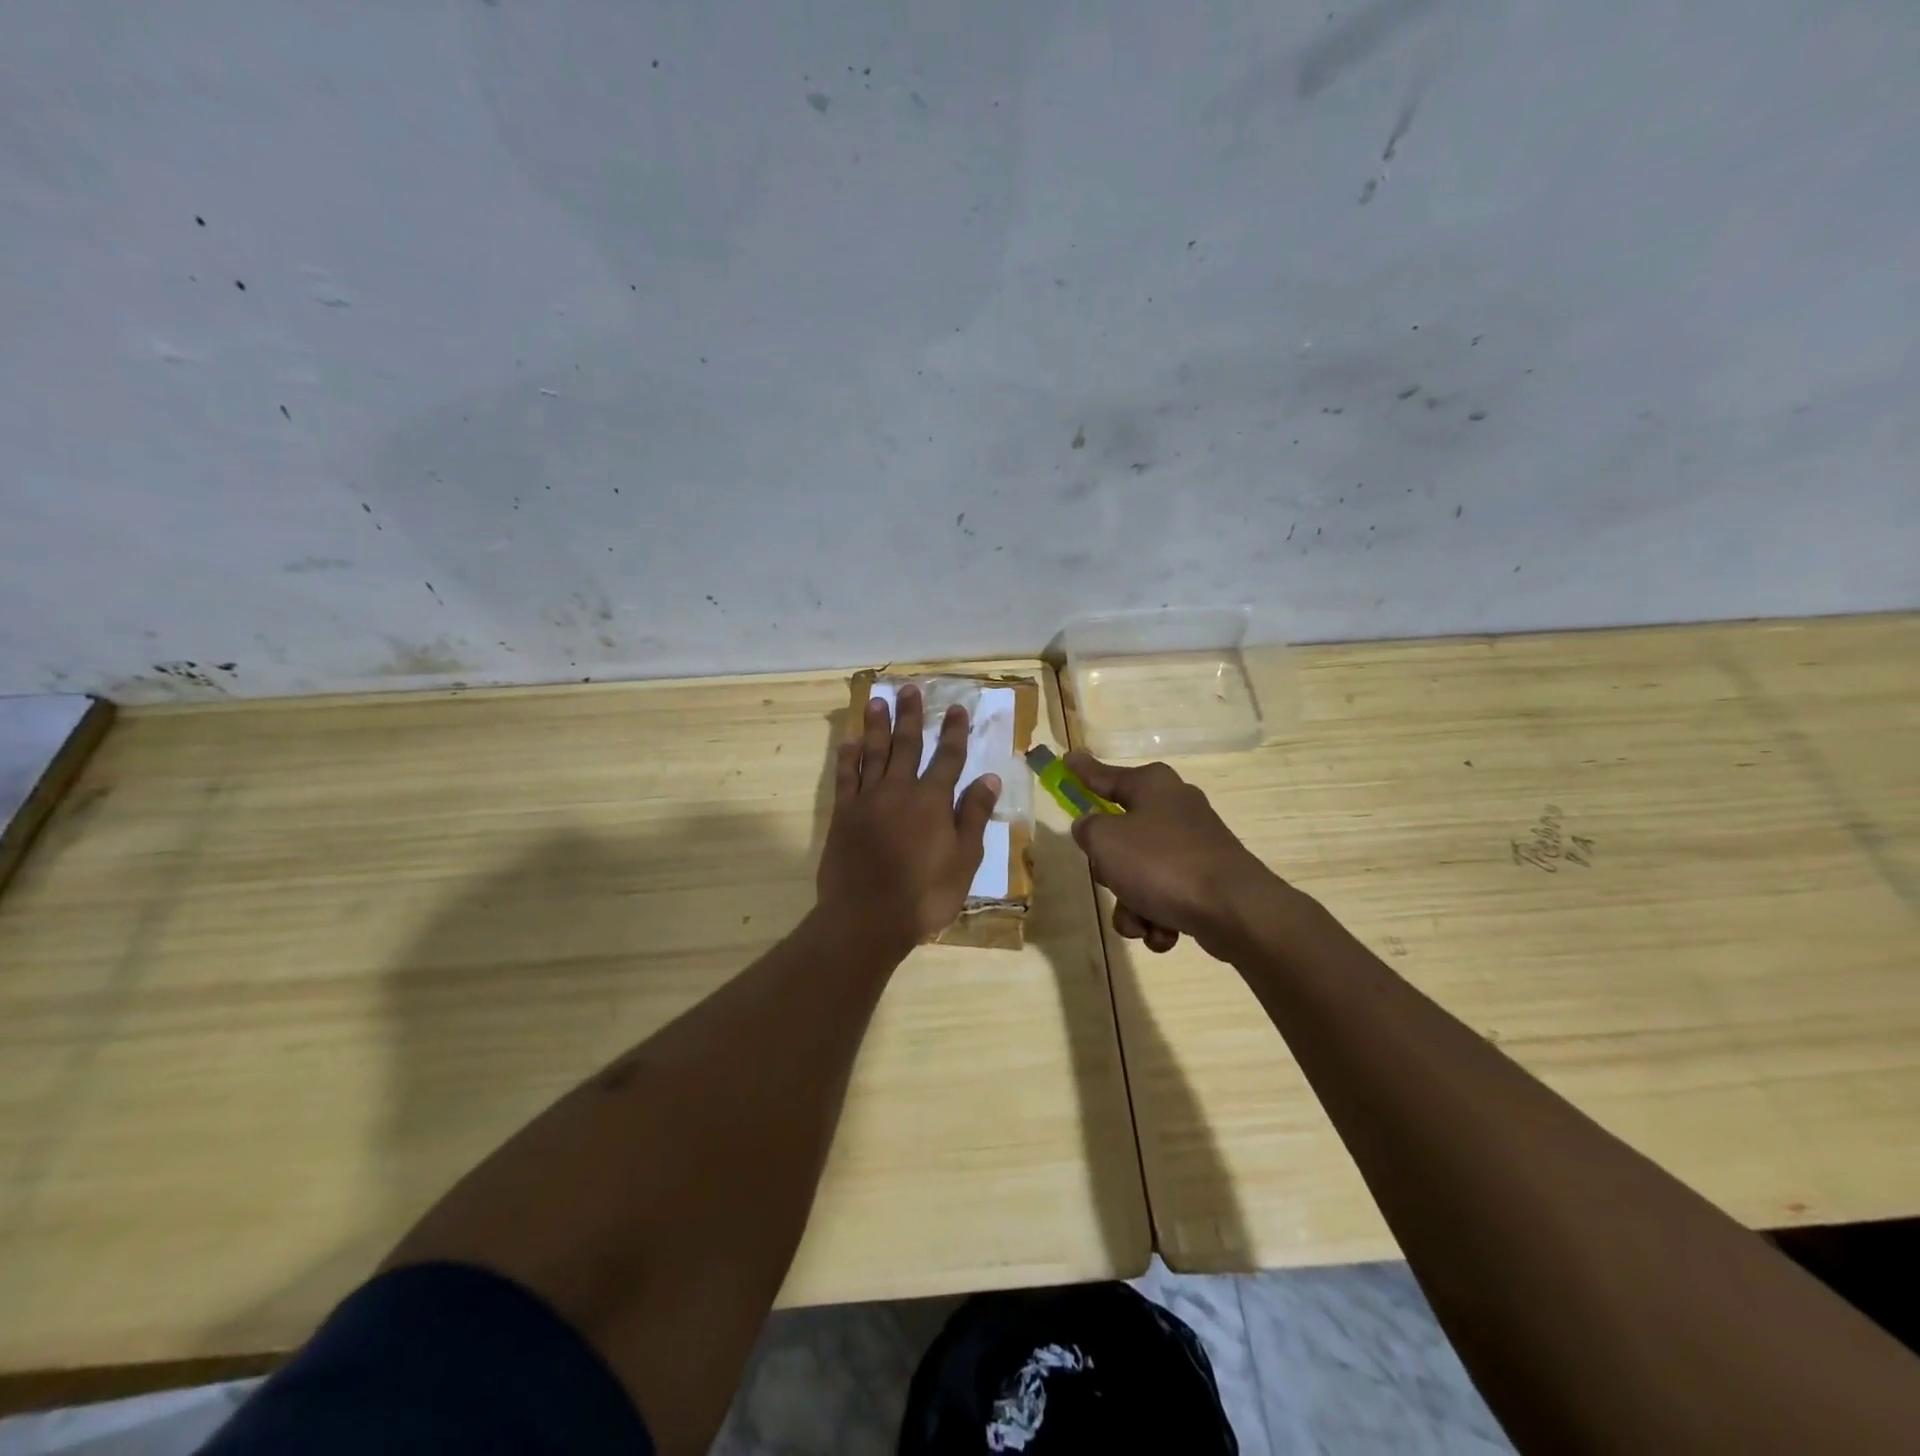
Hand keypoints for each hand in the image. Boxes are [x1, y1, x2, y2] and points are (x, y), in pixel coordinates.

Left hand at [818, 684, 1001, 949]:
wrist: (867, 917)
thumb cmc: (924, 894)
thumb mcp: (963, 860)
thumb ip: (973, 816)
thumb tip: (990, 778)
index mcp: (932, 801)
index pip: (948, 758)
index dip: (954, 732)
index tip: (956, 708)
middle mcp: (900, 790)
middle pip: (907, 745)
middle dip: (911, 716)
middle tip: (910, 689)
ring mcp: (868, 800)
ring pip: (873, 753)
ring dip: (876, 726)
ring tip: (877, 701)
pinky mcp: (843, 814)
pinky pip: (845, 777)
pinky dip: (847, 758)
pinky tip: (849, 742)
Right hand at [1065, 751, 1278, 957]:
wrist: (1234, 910)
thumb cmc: (1161, 864)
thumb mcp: (1105, 841)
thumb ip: (1087, 828)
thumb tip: (1091, 827)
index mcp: (1152, 785)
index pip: (1105, 776)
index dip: (1083, 772)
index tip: (1068, 760)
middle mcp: (1175, 808)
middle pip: (1121, 835)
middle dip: (1111, 870)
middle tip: (1111, 878)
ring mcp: (1194, 845)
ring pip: (1141, 874)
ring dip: (1132, 904)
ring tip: (1141, 921)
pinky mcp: (1207, 879)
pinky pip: (1166, 897)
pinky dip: (1158, 917)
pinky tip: (1164, 933)